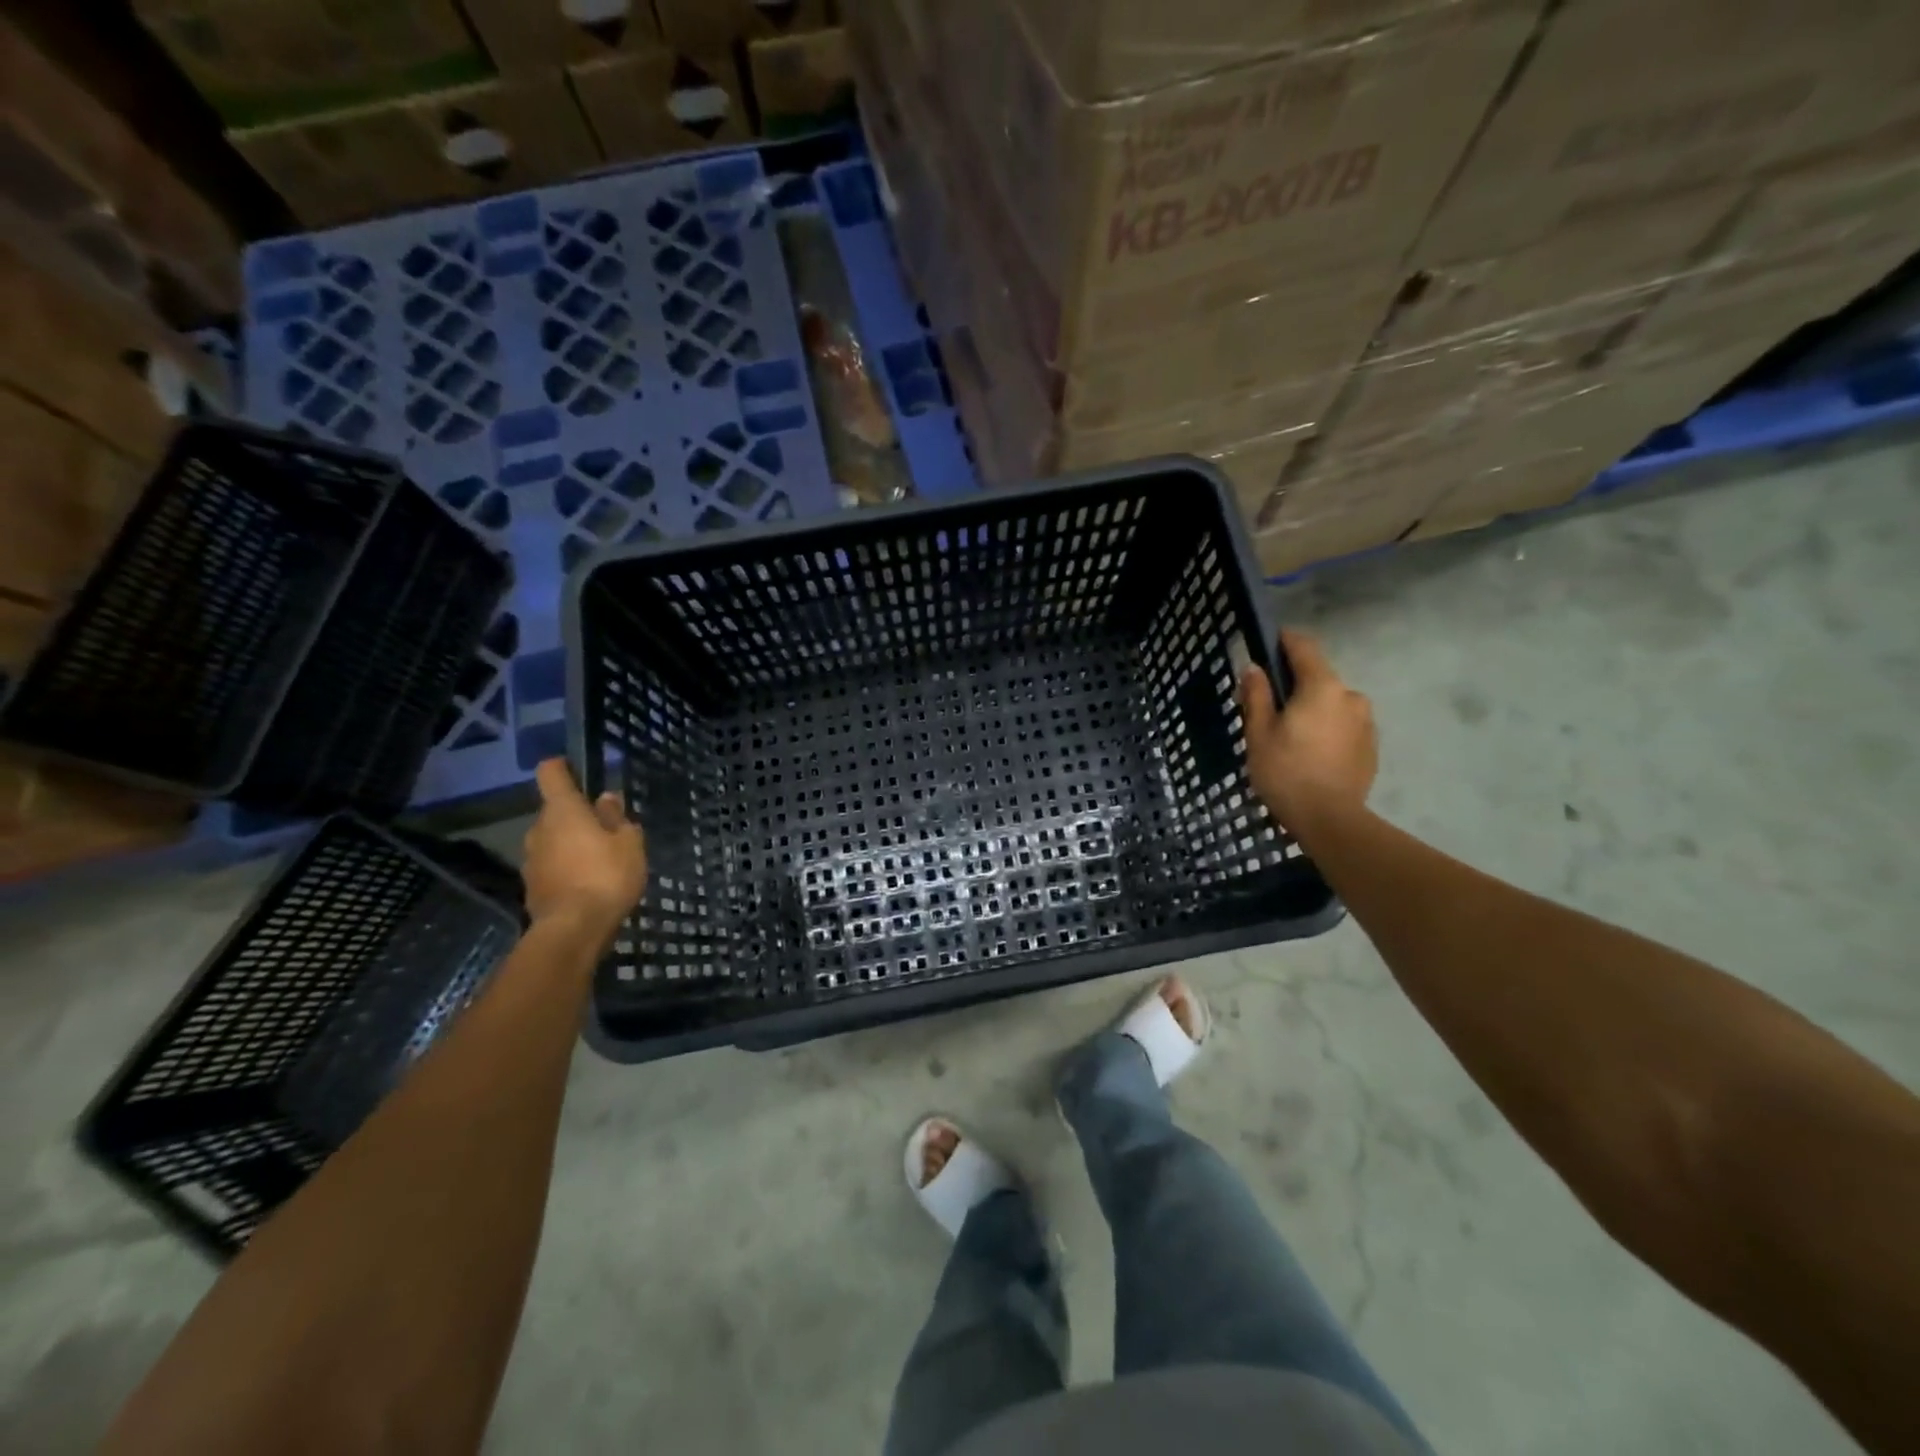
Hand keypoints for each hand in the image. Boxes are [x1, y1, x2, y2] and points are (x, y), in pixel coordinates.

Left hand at [522, 759, 646, 934]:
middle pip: (555, 811)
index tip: (576, 769)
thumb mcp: (628, 842)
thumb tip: (606, 799)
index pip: (551, 773)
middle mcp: (539, 829)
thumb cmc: (606, 876)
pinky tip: (588, 883)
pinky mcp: (532, 887)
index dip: (562, 766)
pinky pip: (551, 866)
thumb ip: (616, 818)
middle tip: (607, 829)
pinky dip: (566, 868)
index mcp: (562, 811)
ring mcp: (531, 860)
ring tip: (600, 860)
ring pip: (552, 840)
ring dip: (571, 844)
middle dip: (576, 815)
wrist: (573, 930)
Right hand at [1238, 629, 1376, 836]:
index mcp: (1322, 687)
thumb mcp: (1258, 733)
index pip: (1304, 648)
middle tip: (1269, 710)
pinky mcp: (1371, 746)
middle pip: (1318, 679)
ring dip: (1312, 711)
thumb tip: (1254, 668)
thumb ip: (1257, 695)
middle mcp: (1350, 696)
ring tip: (1290, 738)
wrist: (1330, 820)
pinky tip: (1310, 755)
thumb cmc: (1286, 772)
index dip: (1284, 641)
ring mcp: (1366, 722)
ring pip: (1332, 704)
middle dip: (1295, 687)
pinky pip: (1343, 726)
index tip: (1268, 642)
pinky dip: (1326, 731)